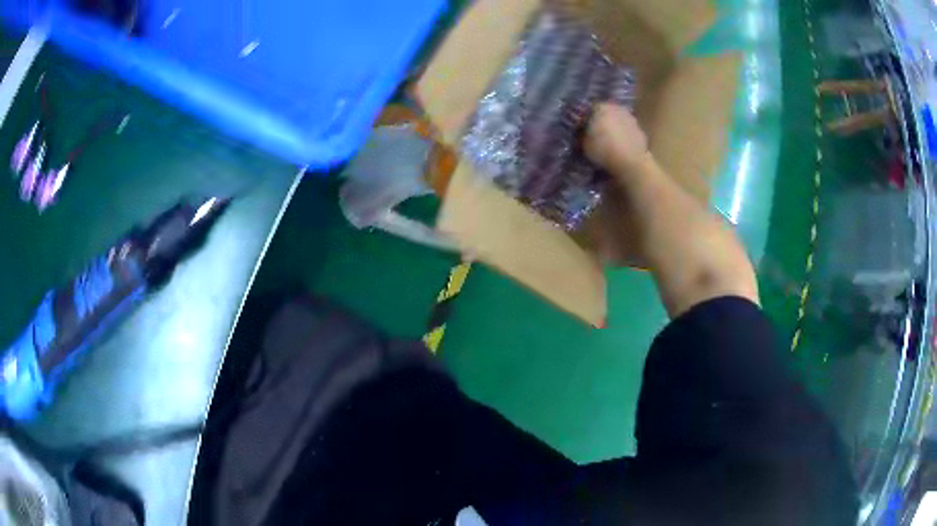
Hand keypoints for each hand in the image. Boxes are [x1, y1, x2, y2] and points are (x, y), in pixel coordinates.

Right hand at [584, 103, 648, 171]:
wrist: (631, 163)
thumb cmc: (604, 150)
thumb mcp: (584, 143)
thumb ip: (582, 133)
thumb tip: (581, 131)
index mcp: (600, 107)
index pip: (589, 109)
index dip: (585, 118)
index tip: (582, 128)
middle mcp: (616, 108)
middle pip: (606, 112)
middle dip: (601, 121)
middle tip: (595, 133)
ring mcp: (631, 119)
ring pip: (618, 121)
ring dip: (614, 128)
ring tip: (608, 141)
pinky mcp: (640, 131)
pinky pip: (628, 131)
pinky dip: (624, 136)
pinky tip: (620, 147)